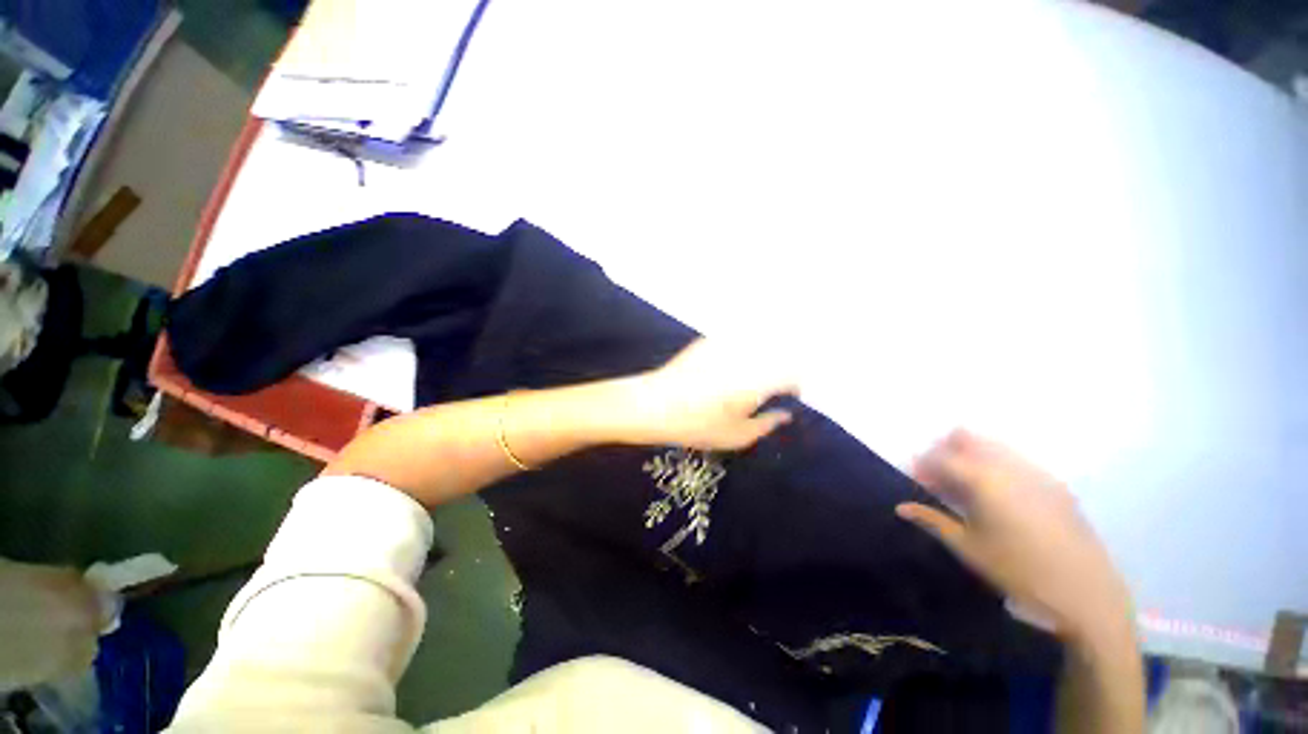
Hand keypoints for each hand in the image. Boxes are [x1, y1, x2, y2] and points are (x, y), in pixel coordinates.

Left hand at [616, 339, 798, 450]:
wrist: (653, 404)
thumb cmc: (697, 425)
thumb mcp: (737, 436)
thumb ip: (767, 424)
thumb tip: (785, 415)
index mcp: (758, 380)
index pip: (792, 374)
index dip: (797, 385)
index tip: (792, 395)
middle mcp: (746, 356)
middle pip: (779, 352)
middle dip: (783, 366)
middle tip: (775, 384)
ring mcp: (725, 345)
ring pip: (759, 341)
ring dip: (765, 354)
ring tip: (754, 374)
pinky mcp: (708, 341)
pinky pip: (735, 339)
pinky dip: (743, 346)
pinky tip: (730, 364)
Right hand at [896, 430, 1132, 643]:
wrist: (1086, 594)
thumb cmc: (1018, 571)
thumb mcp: (968, 547)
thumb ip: (932, 520)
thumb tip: (901, 507)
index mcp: (984, 480)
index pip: (941, 457)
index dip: (923, 464)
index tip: (916, 479)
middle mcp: (1009, 466)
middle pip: (967, 437)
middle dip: (946, 451)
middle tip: (939, 477)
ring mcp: (1037, 472)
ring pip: (994, 446)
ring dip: (971, 457)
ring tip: (966, 487)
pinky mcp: (1056, 484)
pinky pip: (1017, 461)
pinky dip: (997, 467)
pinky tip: (998, 497)